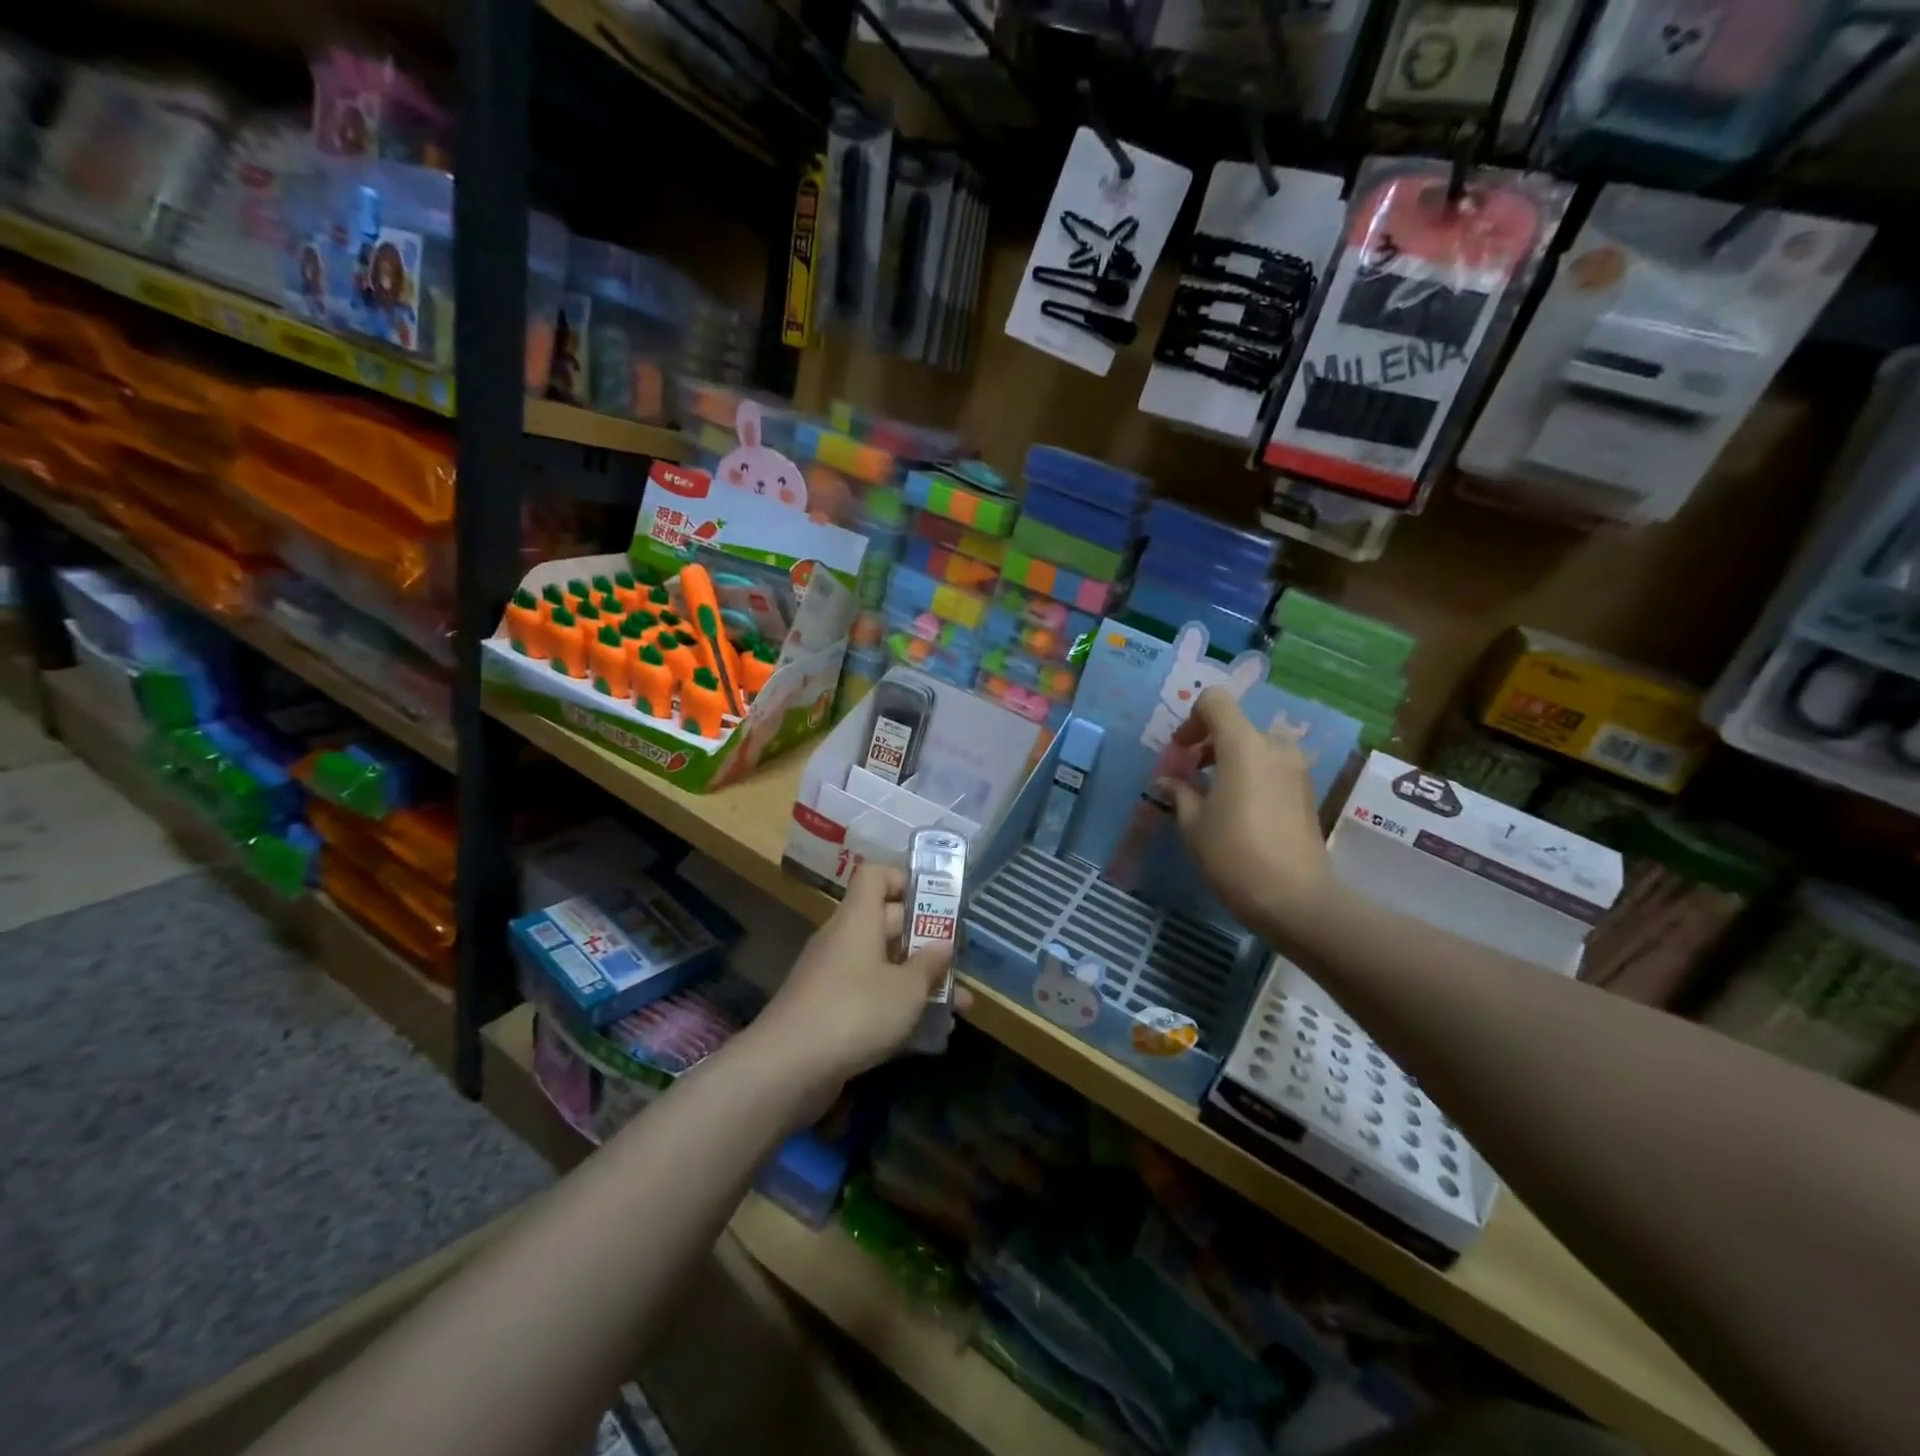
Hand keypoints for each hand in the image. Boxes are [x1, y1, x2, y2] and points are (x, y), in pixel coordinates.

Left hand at [756, 864, 964, 1096]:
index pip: (875, 876)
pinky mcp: (829, 1013)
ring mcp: (833, 978)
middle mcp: (844, 940)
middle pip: (887, 924)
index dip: (904, 880)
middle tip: (960, 961)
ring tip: (959, 1006)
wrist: (787, 1068)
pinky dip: (899, 1009)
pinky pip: (871, 999)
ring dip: (920, 982)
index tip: (936, 903)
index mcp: (858, 919)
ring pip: (884, 967)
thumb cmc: (855, 1011)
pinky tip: (930, 1034)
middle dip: (927, 942)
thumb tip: (943, 943)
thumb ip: (929, 965)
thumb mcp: (906, 989)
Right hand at [1158, 687, 1335, 949]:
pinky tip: (1236, 813)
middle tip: (1188, 777)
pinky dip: (1249, 777)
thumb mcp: (1193, 824)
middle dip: (1207, 744)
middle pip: (1235, 726)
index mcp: (1243, 745)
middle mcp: (1274, 748)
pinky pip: (1271, 770)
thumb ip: (1180, 792)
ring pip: (1255, 748)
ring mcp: (1296, 770)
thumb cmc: (1234, 854)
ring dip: (1229, 762)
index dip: (1191, 719)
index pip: (1215, 702)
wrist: (1295, 899)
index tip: (1180, 752)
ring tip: (1209, 797)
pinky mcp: (1307, 793)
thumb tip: (1168, 782)